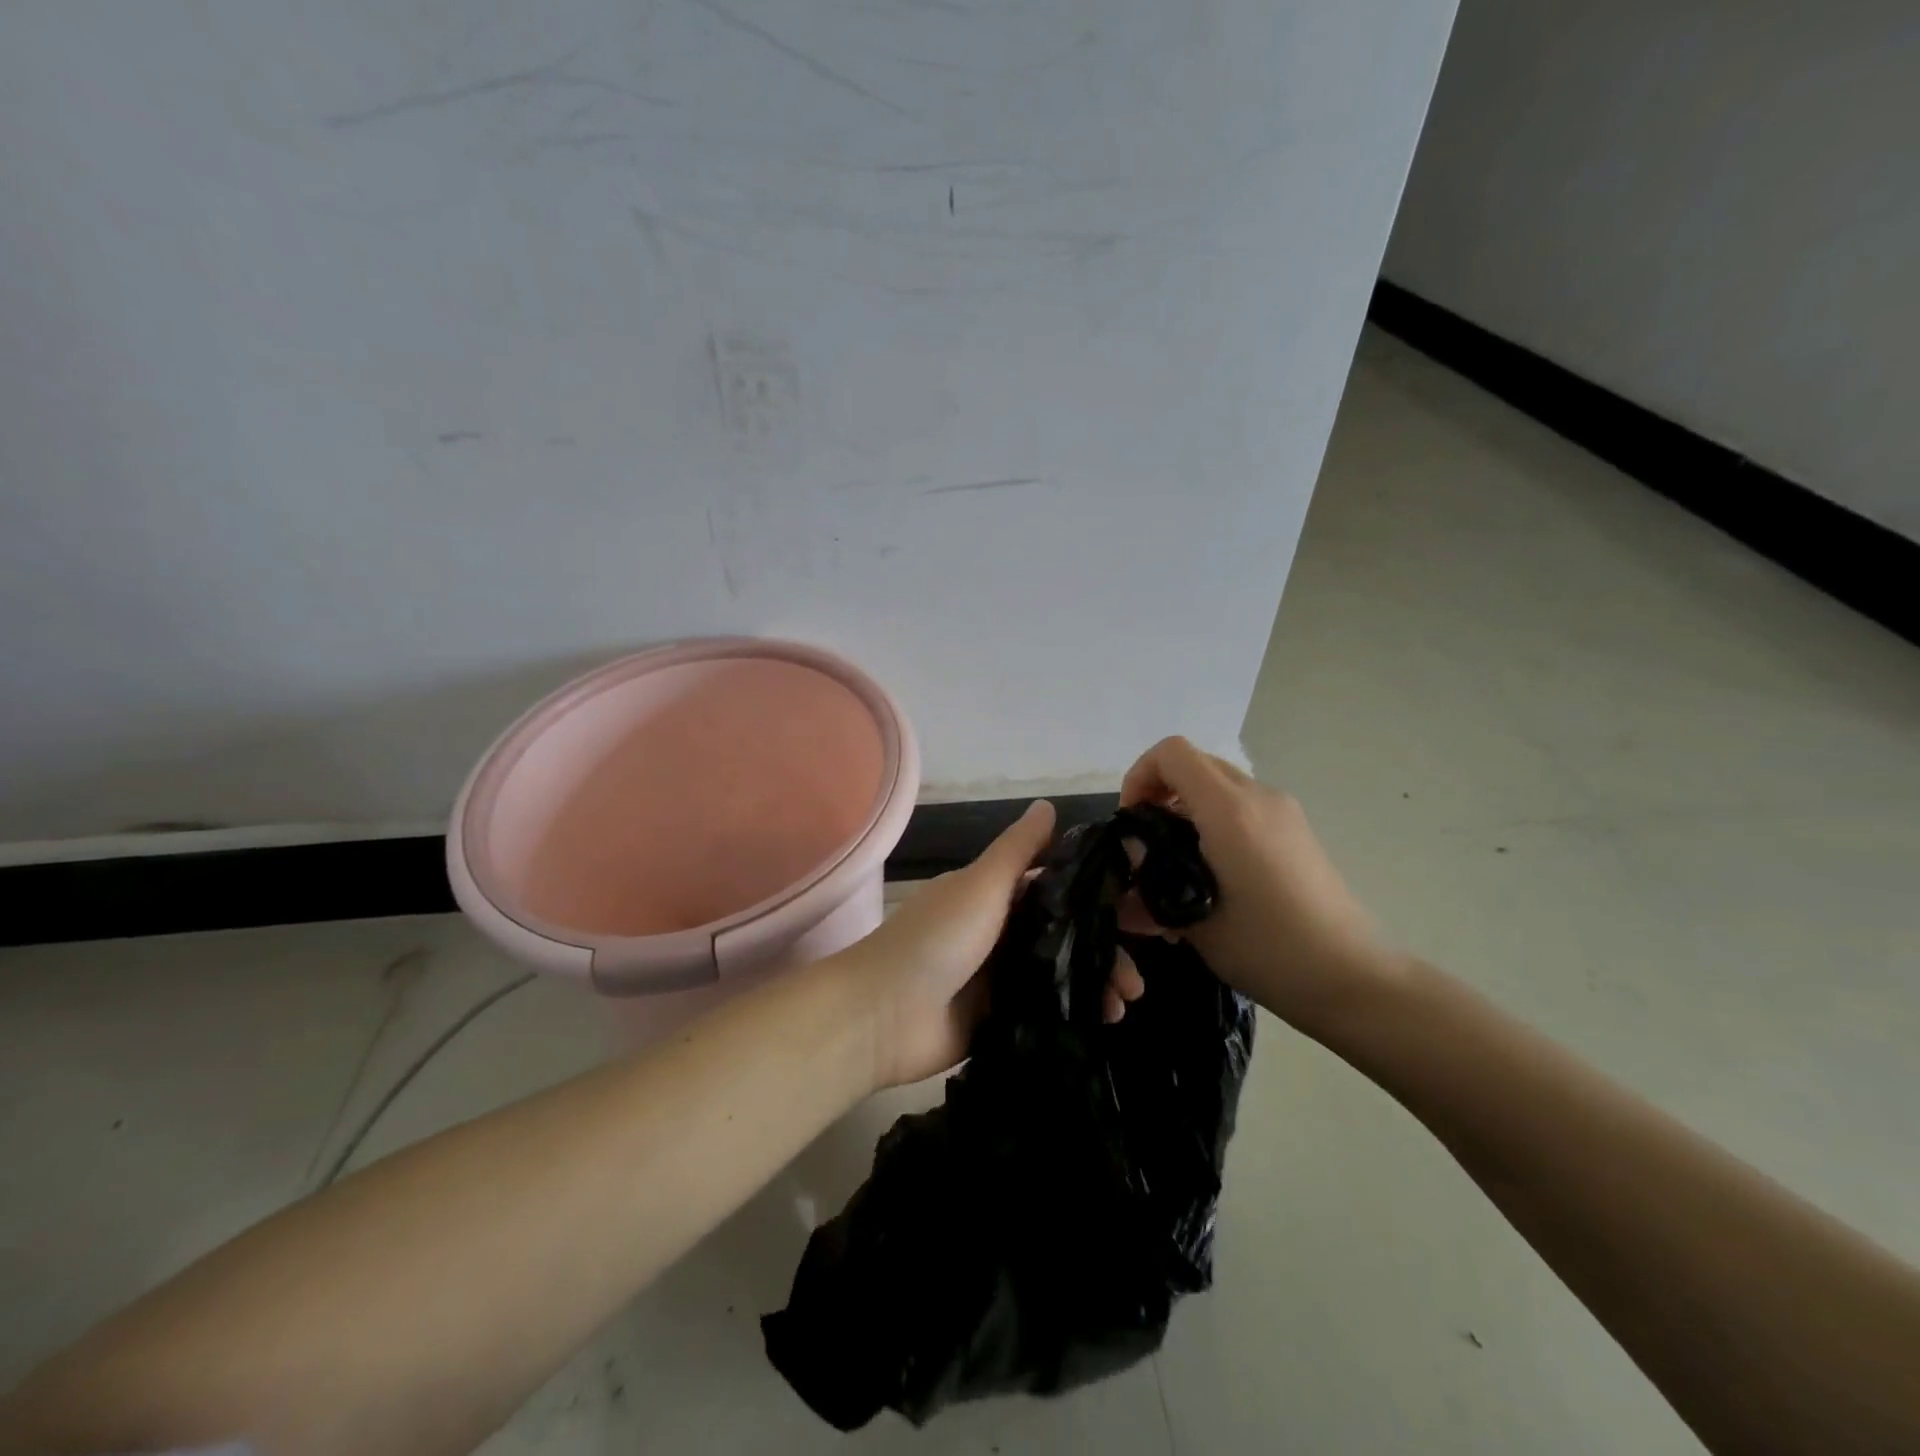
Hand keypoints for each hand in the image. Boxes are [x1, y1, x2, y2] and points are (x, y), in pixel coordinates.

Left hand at [838, 801, 1146, 1088]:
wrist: (882, 1016)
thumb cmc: (937, 939)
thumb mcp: (981, 885)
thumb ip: (1018, 850)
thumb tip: (1049, 804)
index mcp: (994, 894)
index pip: (1056, 887)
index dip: (1097, 896)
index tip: (1139, 910)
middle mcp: (999, 931)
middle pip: (1064, 934)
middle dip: (1104, 948)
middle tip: (1140, 973)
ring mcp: (997, 976)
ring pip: (1059, 973)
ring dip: (1095, 983)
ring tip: (1125, 1004)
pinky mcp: (997, 1017)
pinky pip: (1044, 1009)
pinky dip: (1074, 1012)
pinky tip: (1105, 1022)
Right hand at [1120, 737, 1394, 1029]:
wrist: (1353, 979)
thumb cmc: (1269, 950)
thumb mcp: (1194, 921)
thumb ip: (1152, 882)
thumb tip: (1131, 861)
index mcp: (1230, 810)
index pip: (1172, 753)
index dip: (1140, 776)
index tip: (1131, 821)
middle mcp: (1258, 797)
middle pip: (1195, 763)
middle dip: (1160, 792)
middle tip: (1147, 843)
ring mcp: (1283, 812)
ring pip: (1219, 785)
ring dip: (1187, 810)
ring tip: (1177, 865)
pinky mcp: (1296, 831)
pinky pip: (1242, 806)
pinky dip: (1214, 822)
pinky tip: (1212, 875)